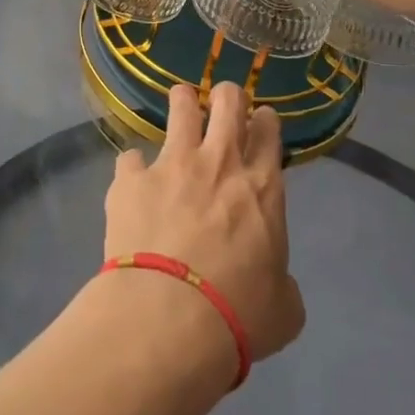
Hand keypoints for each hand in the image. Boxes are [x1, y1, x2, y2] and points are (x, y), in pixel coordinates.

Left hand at [103, 83, 305, 364]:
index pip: (268, 131)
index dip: (264, 121)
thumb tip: (274, 282)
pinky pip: (130, 157)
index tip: (260, 122)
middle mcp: (219, 162)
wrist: (169, 317)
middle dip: (227, 96)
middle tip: (222, 106)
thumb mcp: (284, 307)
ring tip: (180, 108)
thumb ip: (281, 281)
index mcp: (261, 187)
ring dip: (182, 103)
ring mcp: (172, 164)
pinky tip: (132, 183)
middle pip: (228, 101)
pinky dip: (134, 169)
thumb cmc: (238, 315)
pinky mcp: (131, 179)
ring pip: (181, 105)